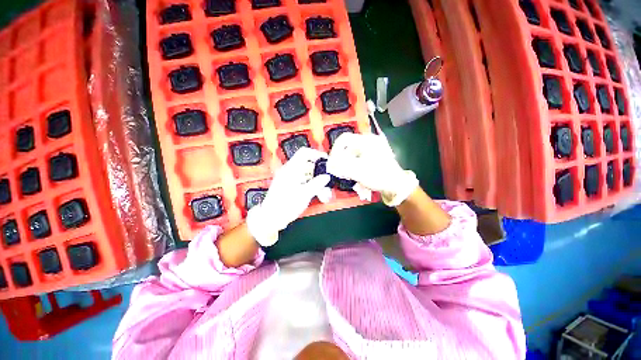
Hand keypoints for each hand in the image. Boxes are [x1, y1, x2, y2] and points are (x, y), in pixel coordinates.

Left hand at [247, 147, 330, 245]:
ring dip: (315, 180)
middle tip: (326, 180)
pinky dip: (309, 185)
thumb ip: (317, 184)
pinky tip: (315, 194)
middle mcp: (289, 171)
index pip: (304, 153)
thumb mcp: (305, 194)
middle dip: (318, 172)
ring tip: (322, 192)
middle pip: (307, 164)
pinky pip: (301, 180)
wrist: (271, 218)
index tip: (326, 161)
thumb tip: (326, 176)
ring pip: (305, 174)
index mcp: (291, 169)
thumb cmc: (285, 205)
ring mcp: (288, 178)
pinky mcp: (288, 185)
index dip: (316, 154)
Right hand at [326, 133, 418, 206]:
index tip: (332, 162)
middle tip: (339, 171)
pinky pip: (359, 159)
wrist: (397, 185)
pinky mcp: (374, 157)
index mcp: (367, 141)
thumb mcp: (358, 170)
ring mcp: (372, 149)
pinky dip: (354, 166)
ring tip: (347, 175)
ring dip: (347, 165)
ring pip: (352, 154)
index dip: (335, 149)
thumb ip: (341, 165)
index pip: (344, 139)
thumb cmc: (379, 176)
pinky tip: (355, 176)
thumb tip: (330, 162)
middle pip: (348, 147)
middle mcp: (369, 141)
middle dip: (341, 160)